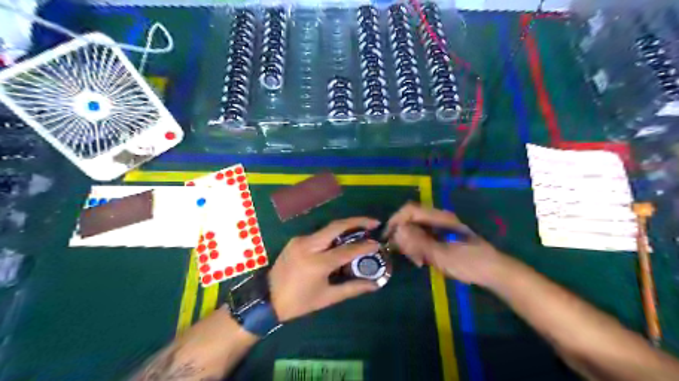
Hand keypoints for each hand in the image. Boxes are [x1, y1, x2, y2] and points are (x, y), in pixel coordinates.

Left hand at [269, 217, 380, 320]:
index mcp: (317, 263)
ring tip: (361, 230)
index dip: (365, 246)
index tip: (378, 243)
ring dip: (346, 226)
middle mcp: (308, 245)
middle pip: (337, 226)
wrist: (266, 299)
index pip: (347, 250)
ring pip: (328, 228)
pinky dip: (333, 234)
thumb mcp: (327, 298)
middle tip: (374, 223)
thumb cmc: (299, 302)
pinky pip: (319, 234)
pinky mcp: (296, 240)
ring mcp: (300, 240)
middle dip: (358, 221)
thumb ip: (352, 288)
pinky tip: (341, 240)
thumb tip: (374, 285)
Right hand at [387, 203, 502, 283]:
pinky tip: (422, 261)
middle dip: (403, 237)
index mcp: (440, 218)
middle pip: (410, 220)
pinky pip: (422, 239)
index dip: (396, 220)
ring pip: (415, 231)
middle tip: (406, 256)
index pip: (410, 210)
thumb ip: (419, 243)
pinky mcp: (441, 238)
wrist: (494, 272)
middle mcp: (438, 219)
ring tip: (417, 261)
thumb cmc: (471, 263)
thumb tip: (398, 231)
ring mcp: (440, 228)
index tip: (388, 238)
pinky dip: (418, 249)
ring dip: (410, 245)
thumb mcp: (443, 255)